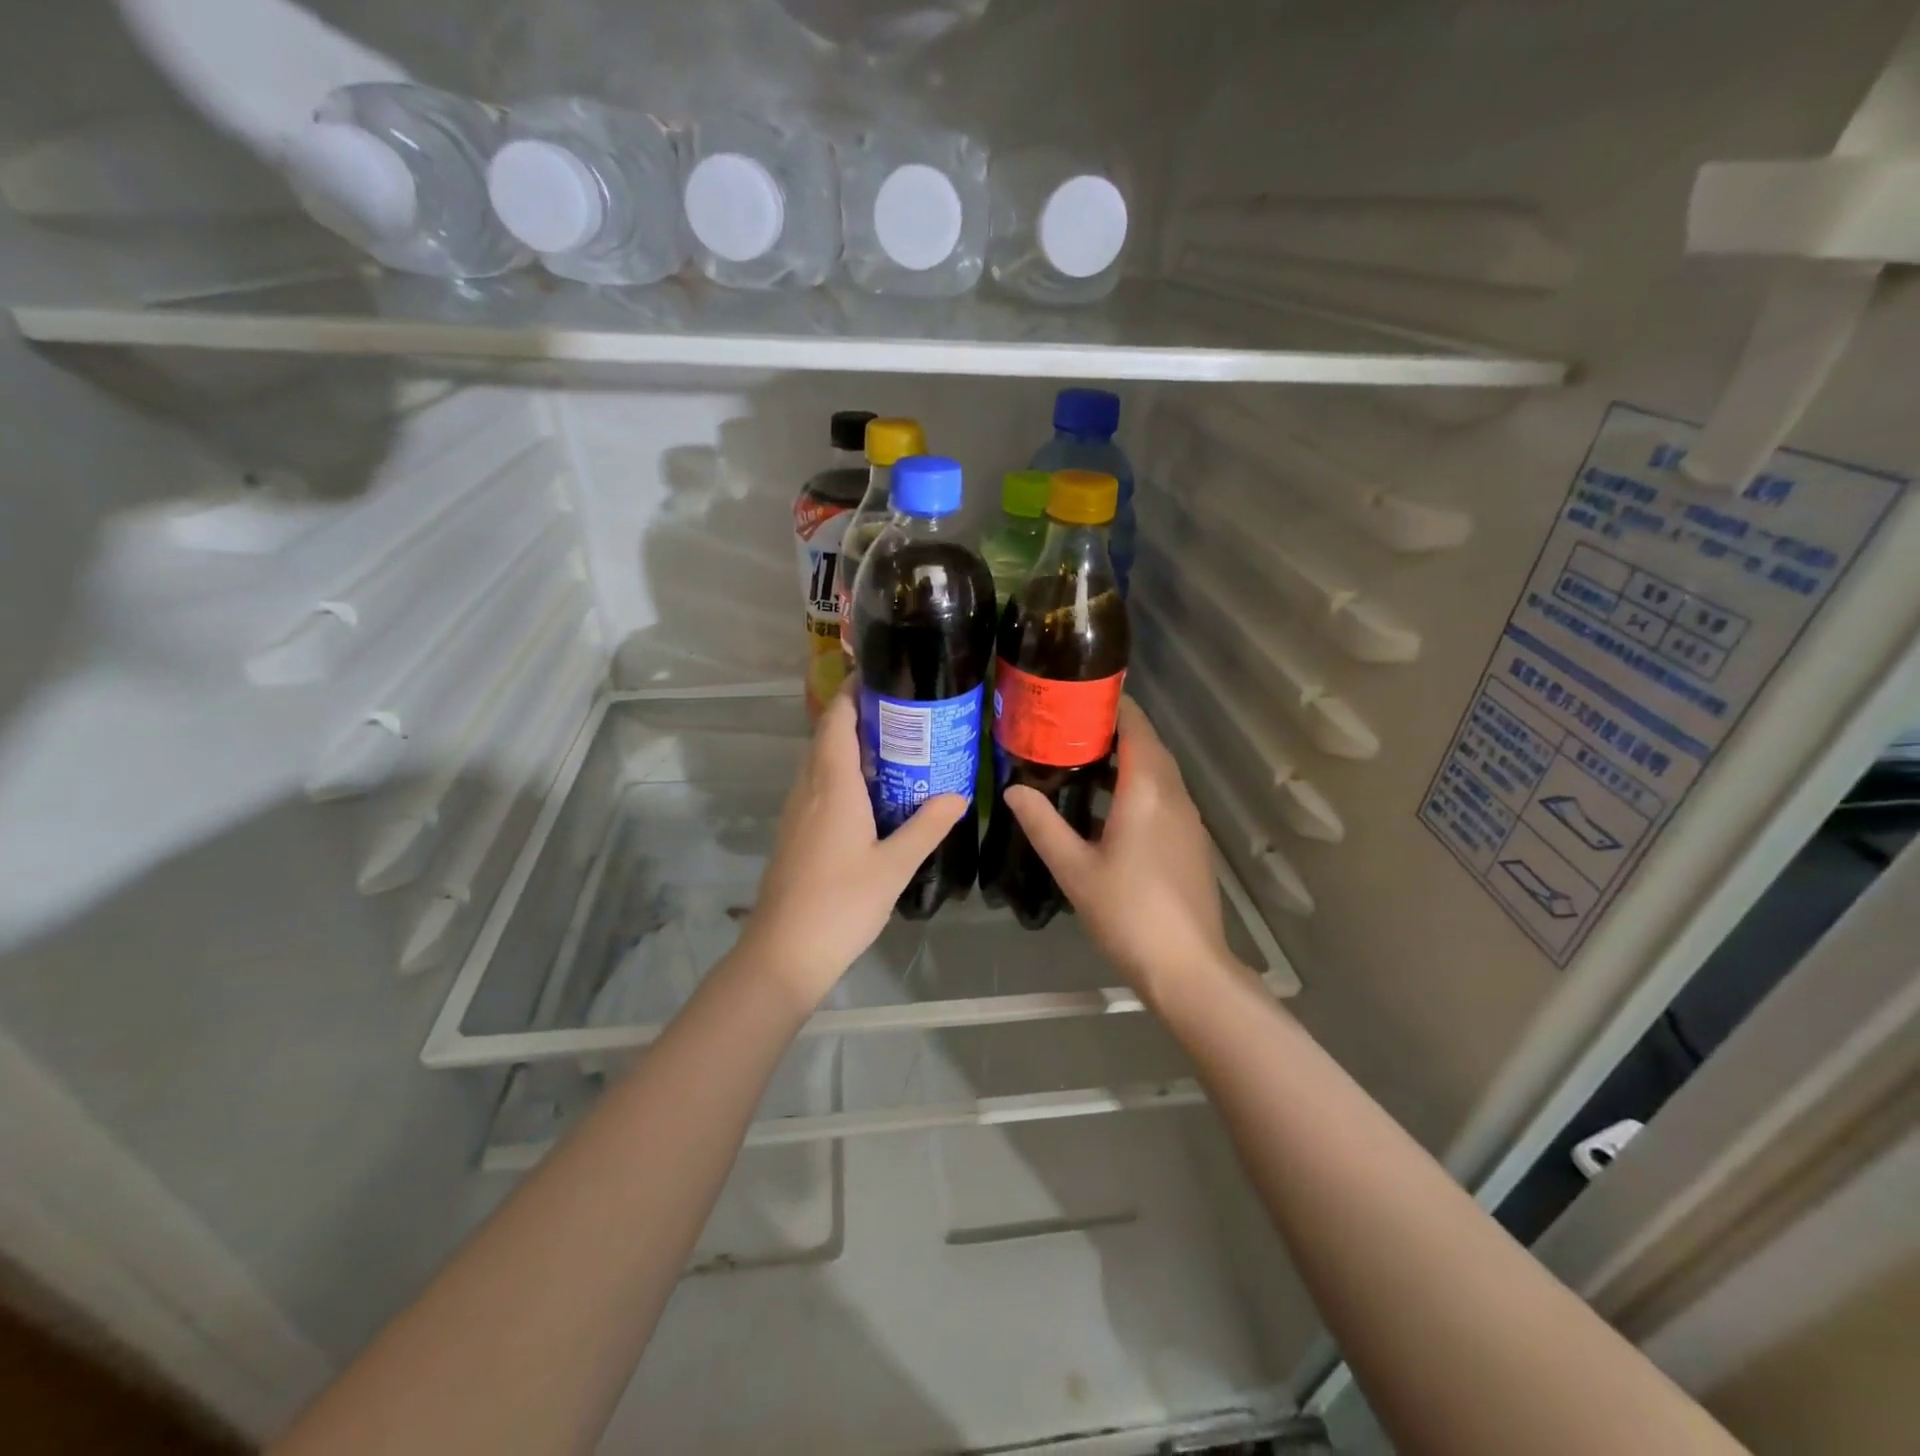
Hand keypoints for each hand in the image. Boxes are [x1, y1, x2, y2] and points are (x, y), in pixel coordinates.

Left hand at [739, 690, 967, 1005]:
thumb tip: (959, 795)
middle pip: (826, 736)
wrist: (783, 953)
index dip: (852, 693)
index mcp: (833, 786)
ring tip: (891, 748)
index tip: (882, 676)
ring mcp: (795, 812)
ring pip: (818, 762)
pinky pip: (816, 787)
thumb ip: (927, 826)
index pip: (836, 721)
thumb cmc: (842, 904)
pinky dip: (839, 774)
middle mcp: (808, 789)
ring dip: (847, 746)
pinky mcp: (793, 834)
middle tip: (902, 712)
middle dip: (857, 716)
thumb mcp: (895, 866)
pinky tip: (867, 795)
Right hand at [1006, 697, 1235, 1003]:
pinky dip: (1138, 785)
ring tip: (1081, 761)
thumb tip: (1013, 789)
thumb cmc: (1127, 913)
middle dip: (1114, 729)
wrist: (1187, 967)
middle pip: (1148, 745)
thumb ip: (1043, 824)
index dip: (1113, 704)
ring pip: (1158, 772)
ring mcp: (1188, 819)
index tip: (1079, 694)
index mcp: (1147, 791)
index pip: (1136, 727)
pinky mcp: (1191, 841)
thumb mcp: (1074, 869)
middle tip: (1068, 726)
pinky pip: (1164, 796)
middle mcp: (1173, 795)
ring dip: (1126, 759)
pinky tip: (1108, 808)